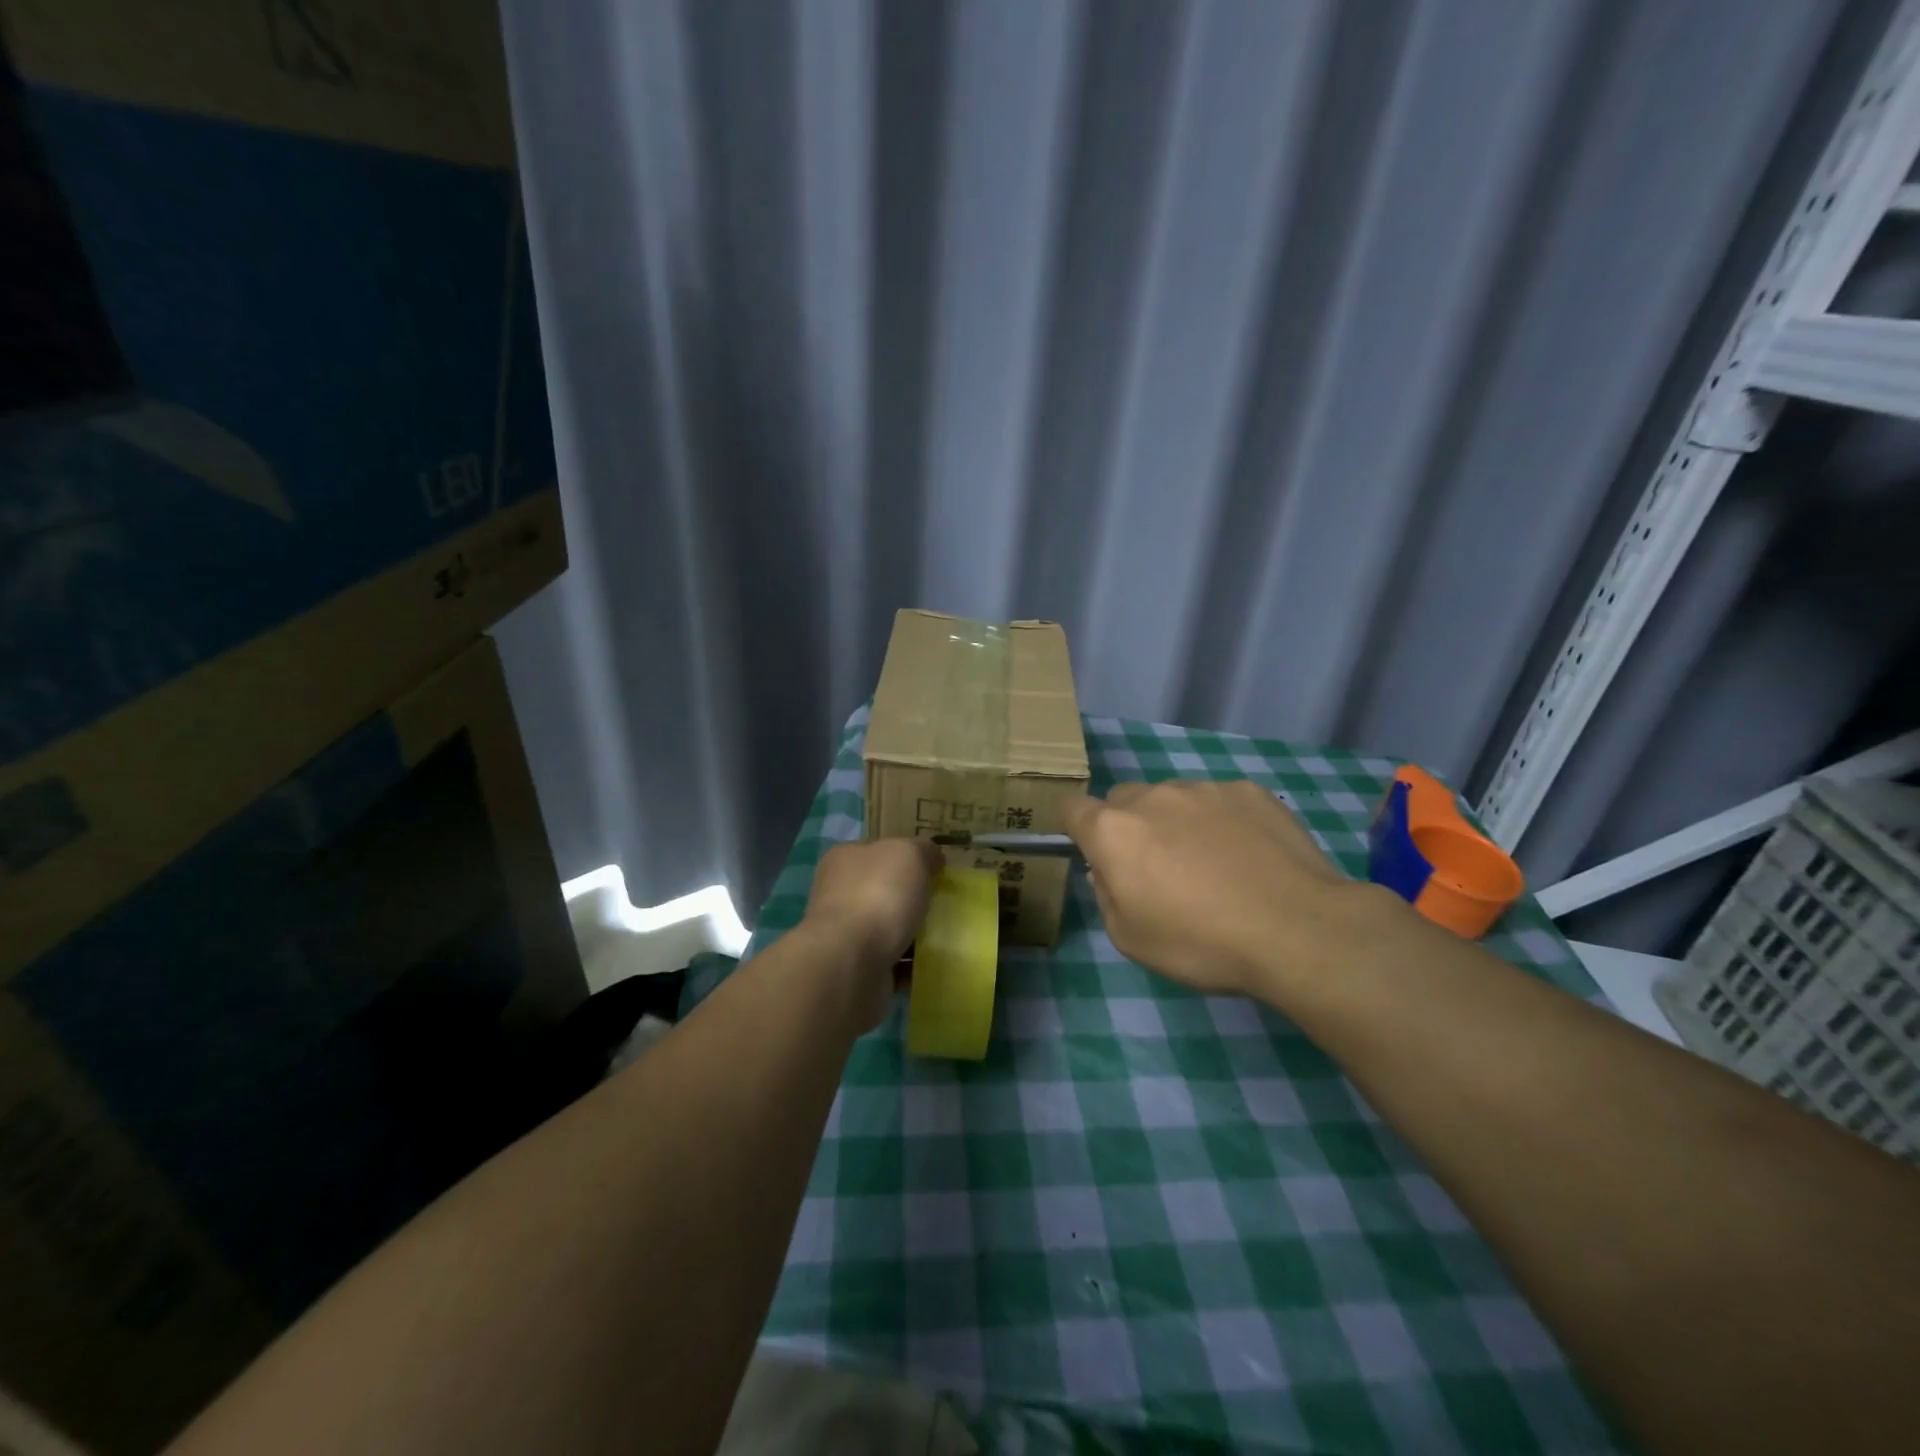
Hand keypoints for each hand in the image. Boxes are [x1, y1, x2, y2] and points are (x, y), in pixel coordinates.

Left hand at [802, 837, 942, 1029]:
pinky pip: (893, 963)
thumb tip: (933, 859)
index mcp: (845, 859)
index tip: (936, 870)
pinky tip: (934, 965)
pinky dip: (911, 965)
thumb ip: (924, 850)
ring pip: (889, 929)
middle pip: (885, 890)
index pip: (879, 851)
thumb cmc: (878, 895)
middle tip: (945, 904)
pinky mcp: (856, 968)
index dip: (908, 857)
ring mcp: (845, 934)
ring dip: (914, 935)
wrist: (851, 963)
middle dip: (913, 898)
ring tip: (947, 937)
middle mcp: (839, 893)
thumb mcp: (909, 854)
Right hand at [1065, 780, 1383, 998]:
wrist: (1297, 929)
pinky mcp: (1249, 791)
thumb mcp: (1131, 939)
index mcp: (1113, 831)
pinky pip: (1219, 801)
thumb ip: (1106, 896)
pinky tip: (1250, 858)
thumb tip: (1108, 871)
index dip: (1077, 827)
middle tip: (1158, 869)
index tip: (1094, 852)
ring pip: (1173, 798)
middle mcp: (1152, 797)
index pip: (1072, 808)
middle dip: (1129, 826)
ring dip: (1177, 823)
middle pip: (1123, 800)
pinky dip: (1223, 822)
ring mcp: (1203, 789)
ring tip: (1214, 867)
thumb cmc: (1201, 943)